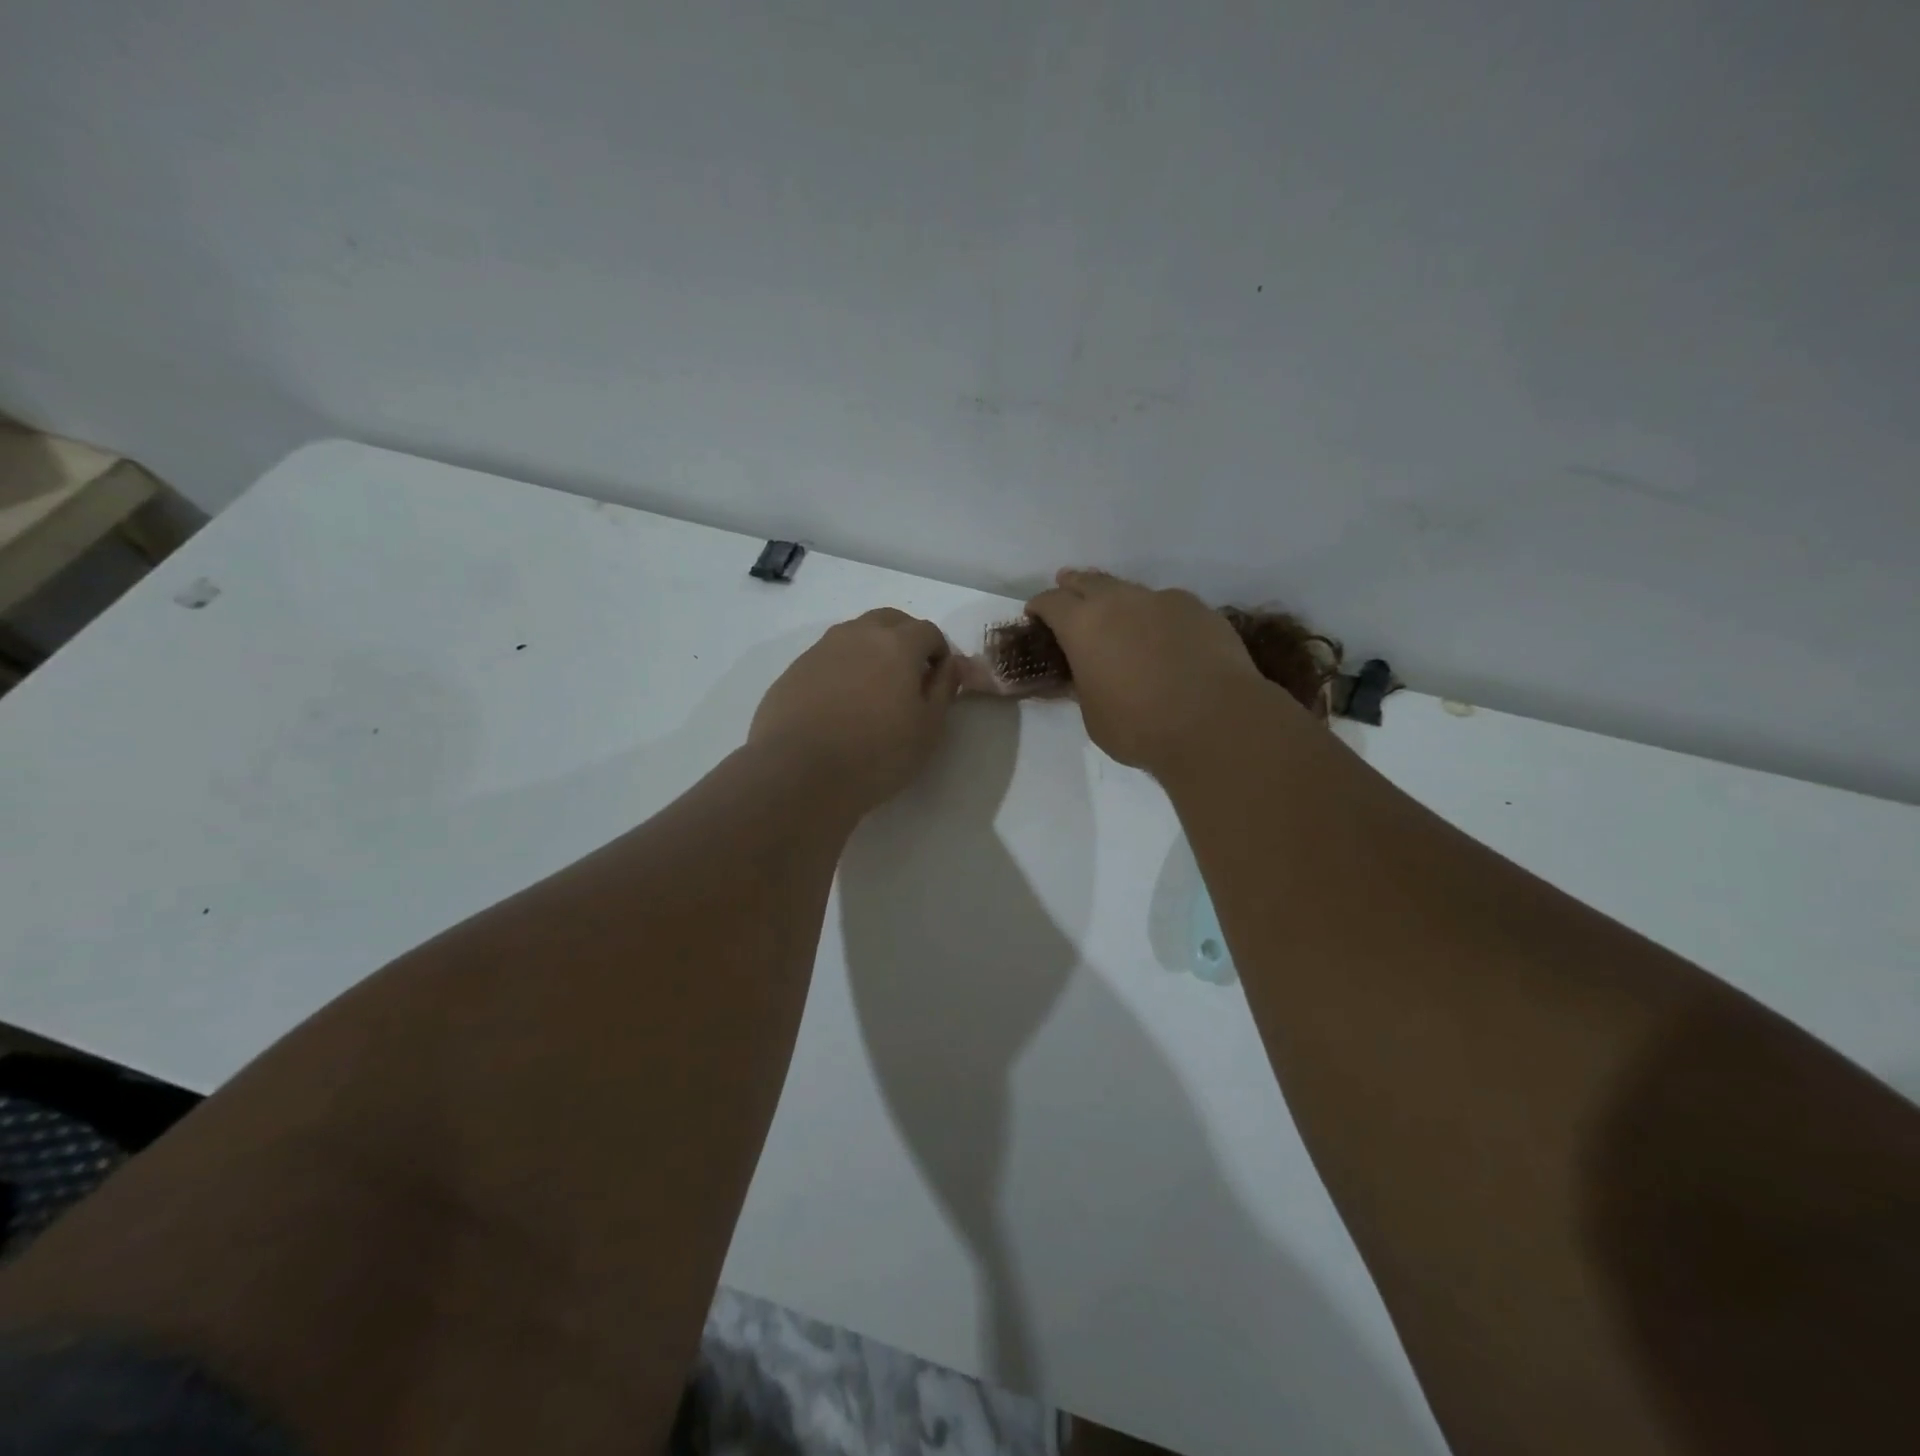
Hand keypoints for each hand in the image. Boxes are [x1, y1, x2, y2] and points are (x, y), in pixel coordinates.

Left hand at [749, 609, 960, 809]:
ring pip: (856, 634)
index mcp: (896, 644)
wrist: (799, 773)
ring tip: (875, 689)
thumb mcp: (928, 728)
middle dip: (906, 639)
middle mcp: (858, 634)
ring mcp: (821, 649)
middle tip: (910, 675)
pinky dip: (844, 668)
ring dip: (873, 649)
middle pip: (890, 620)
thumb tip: (950, 664)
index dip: (939, 651)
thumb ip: (944, 689)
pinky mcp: (795, 669)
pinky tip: (841, 703)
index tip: (938, 679)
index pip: (928, 631)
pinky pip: (829, 656)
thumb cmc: (876, 754)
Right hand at [1025, 570, 1271, 772]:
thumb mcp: (1093, 715)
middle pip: (1089, 581)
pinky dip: (1157, 616)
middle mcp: (1120, 601)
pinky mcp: (1199, 609)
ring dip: (1118, 600)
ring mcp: (1163, 600)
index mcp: (1083, 626)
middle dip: (1074, 586)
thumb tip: (1086, 674)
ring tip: (1119, 617)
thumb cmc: (1140, 727)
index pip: (1051, 603)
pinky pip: (1168, 605)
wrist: (1216, 722)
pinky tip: (1164, 637)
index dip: (1040, 607)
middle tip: (1067, 590)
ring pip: (1131, 591)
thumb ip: (1085, 685)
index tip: (1035, 614)